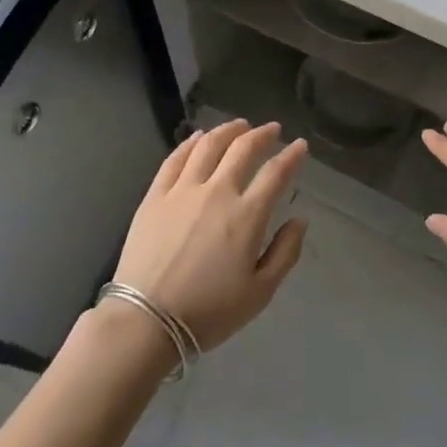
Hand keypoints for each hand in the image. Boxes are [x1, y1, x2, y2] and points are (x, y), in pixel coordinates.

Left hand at [111, 120, 309, 352]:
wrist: (147, 320)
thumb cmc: (209, 311)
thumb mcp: (260, 292)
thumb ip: (285, 252)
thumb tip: (299, 219)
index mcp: (246, 216)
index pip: (275, 173)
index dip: (291, 155)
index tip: (300, 145)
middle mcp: (216, 192)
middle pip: (242, 149)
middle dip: (262, 134)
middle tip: (272, 128)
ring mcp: (182, 190)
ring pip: (208, 145)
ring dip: (228, 130)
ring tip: (239, 125)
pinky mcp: (155, 195)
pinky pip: (175, 158)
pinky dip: (191, 142)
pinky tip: (199, 137)